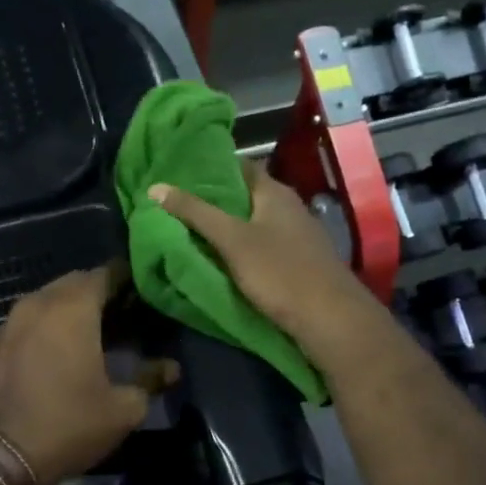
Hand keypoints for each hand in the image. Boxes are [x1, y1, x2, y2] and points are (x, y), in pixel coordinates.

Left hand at [0, 266, 177, 484]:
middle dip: (99, 293)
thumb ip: (149, 380)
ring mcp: (11, 322)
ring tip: (94, 333)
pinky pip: (28, 321)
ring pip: (48, 300)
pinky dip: (47, 326)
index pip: (106, 274)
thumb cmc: (68, 424)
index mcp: (72, 309)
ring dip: (70, 309)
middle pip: (74, 283)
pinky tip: (60, 351)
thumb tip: (170, 368)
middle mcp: (38, 304)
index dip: (128, 280)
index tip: (145, 294)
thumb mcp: (123, 409)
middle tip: (124, 315)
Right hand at [148, 161, 389, 367]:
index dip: (209, 168)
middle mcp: (289, 206)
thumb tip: (156, 187)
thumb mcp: (232, 240)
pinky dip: (242, 246)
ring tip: (191, 231)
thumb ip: (195, 213)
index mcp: (274, 192)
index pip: (239, 166)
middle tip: (176, 206)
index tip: (179, 176)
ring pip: (254, 222)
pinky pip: (263, 244)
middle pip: (245, 195)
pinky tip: (223, 258)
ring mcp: (297, 234)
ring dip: (227, 226)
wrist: (330, 318)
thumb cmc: (279, 272)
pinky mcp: (299, 261)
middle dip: (214, 200)